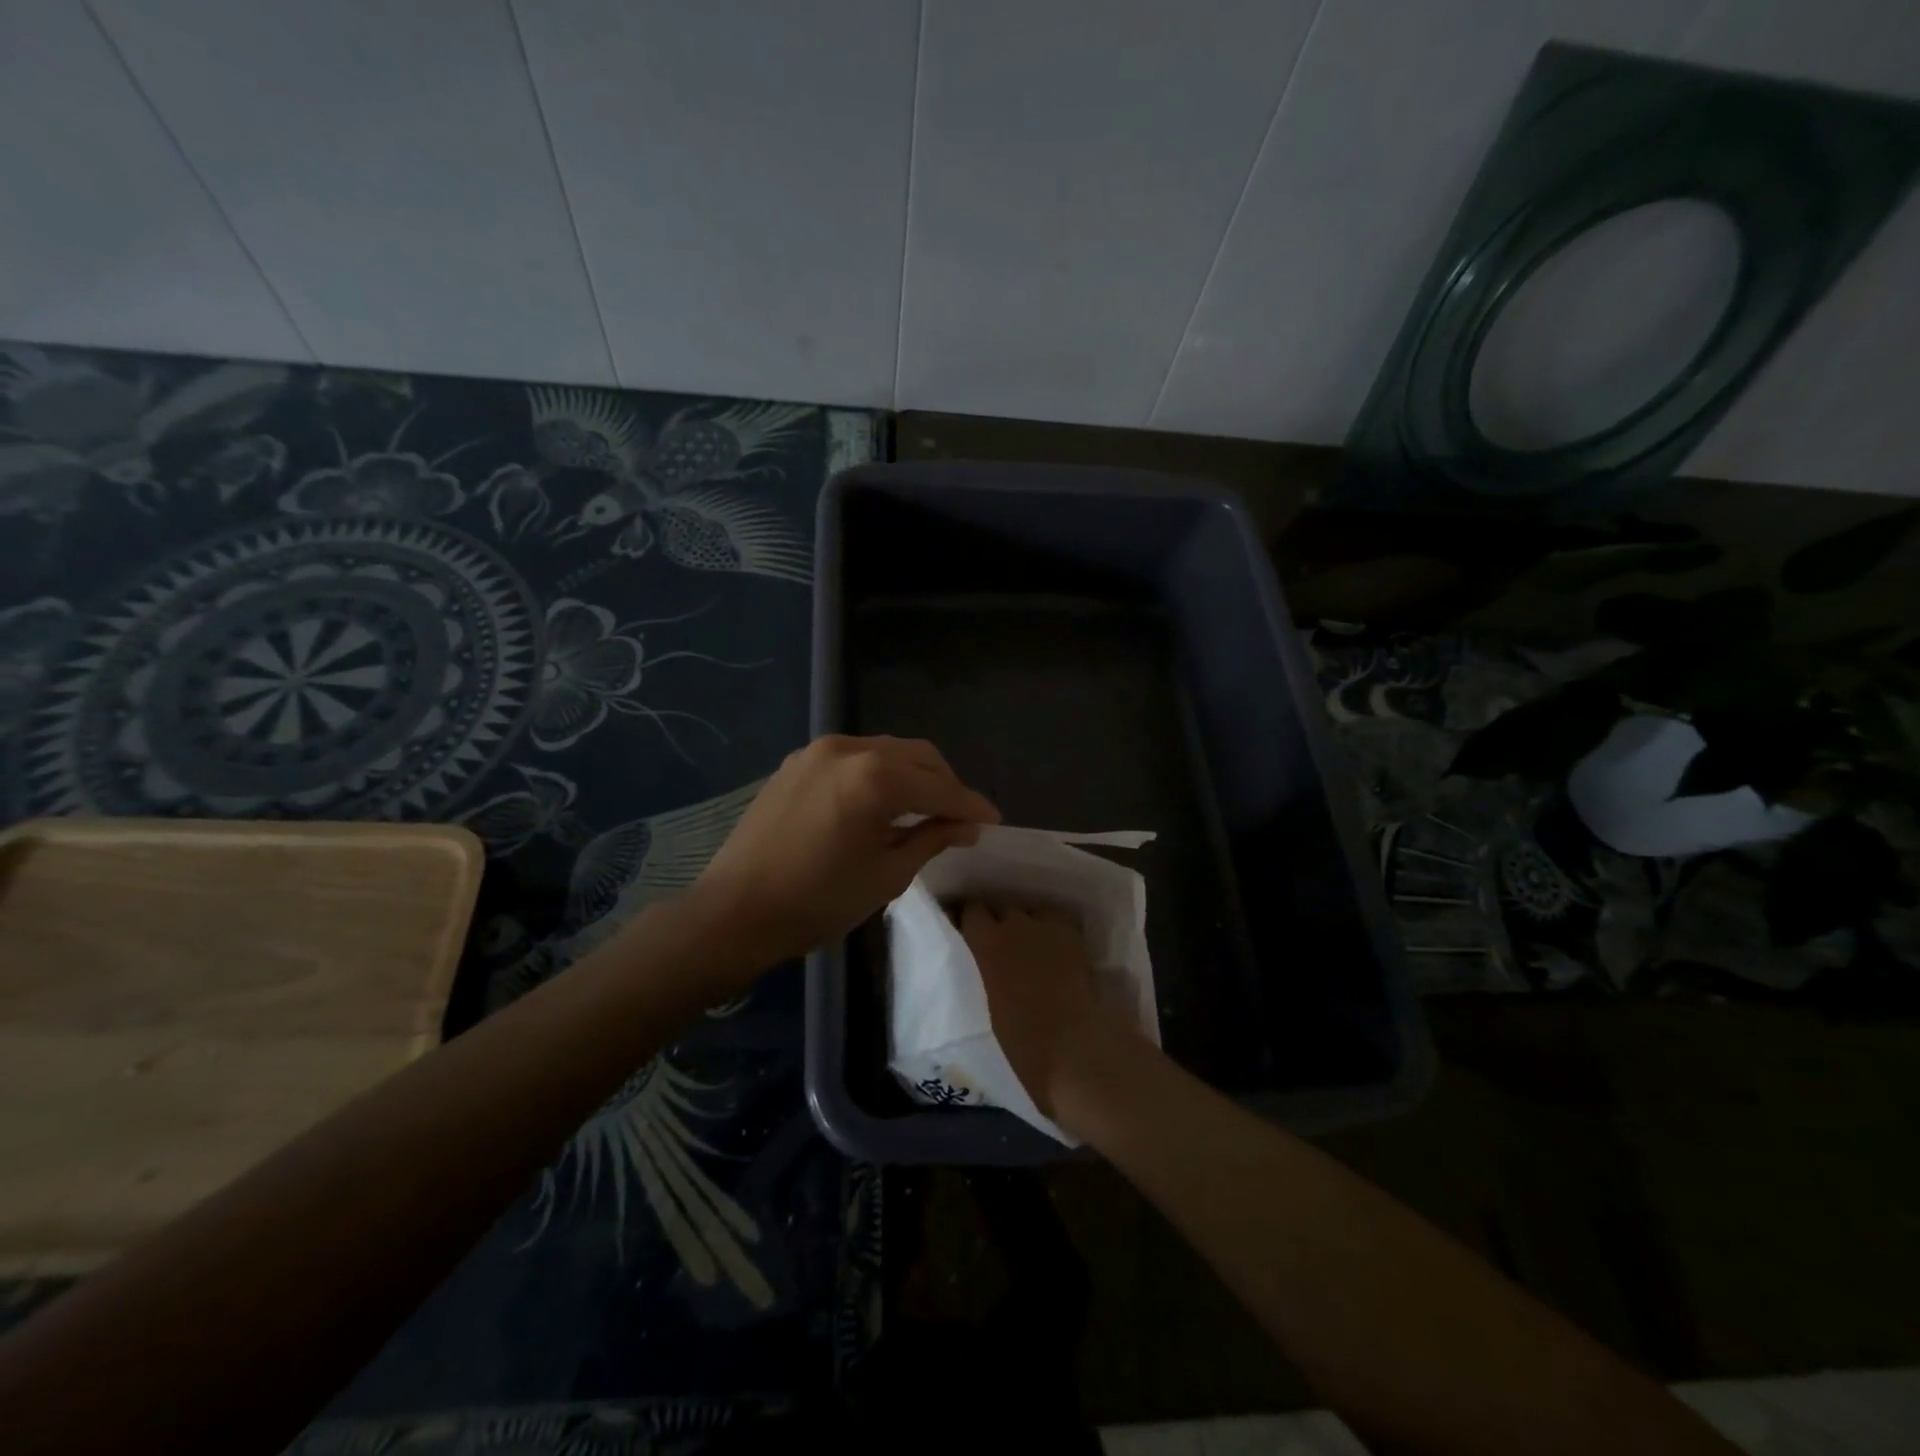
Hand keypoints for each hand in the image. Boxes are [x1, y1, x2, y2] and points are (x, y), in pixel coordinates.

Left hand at [690, 735, 999, 968]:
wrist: (733, 912)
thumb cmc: (817, 902)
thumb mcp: (886, 875)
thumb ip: (932, 838)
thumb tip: (966, 825)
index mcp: (874, 777)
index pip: (940, 787)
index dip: (971, 805)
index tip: (994, 821)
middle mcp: (848, 749)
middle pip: (917, 755)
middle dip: (945, 783)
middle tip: (960, 817)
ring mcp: (818, 751)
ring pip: (886, 750)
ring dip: (913, 775)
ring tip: (924, 809)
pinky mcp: (797, 762)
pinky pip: (854, 758)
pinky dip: (878, 774)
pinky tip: (881, 803)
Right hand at [960, 901, 1138, 1122]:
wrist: (1077, 1047)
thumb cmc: (1023, 1043)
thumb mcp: (986, 1006)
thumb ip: (982, 975)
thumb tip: (985, 968)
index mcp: (986, 944)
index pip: (970, 911)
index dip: (967, 920)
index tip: (963, 931)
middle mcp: (1014, 924)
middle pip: (999, 907)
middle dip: (994, 920)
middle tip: (994, 941)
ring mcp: (1048, 926)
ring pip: (1028, 912)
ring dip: (1022, 923)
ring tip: (1024, 942)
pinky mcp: (1074, 935)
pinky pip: (1054, 921)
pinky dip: (1049, 929)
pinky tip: (1051, 946)